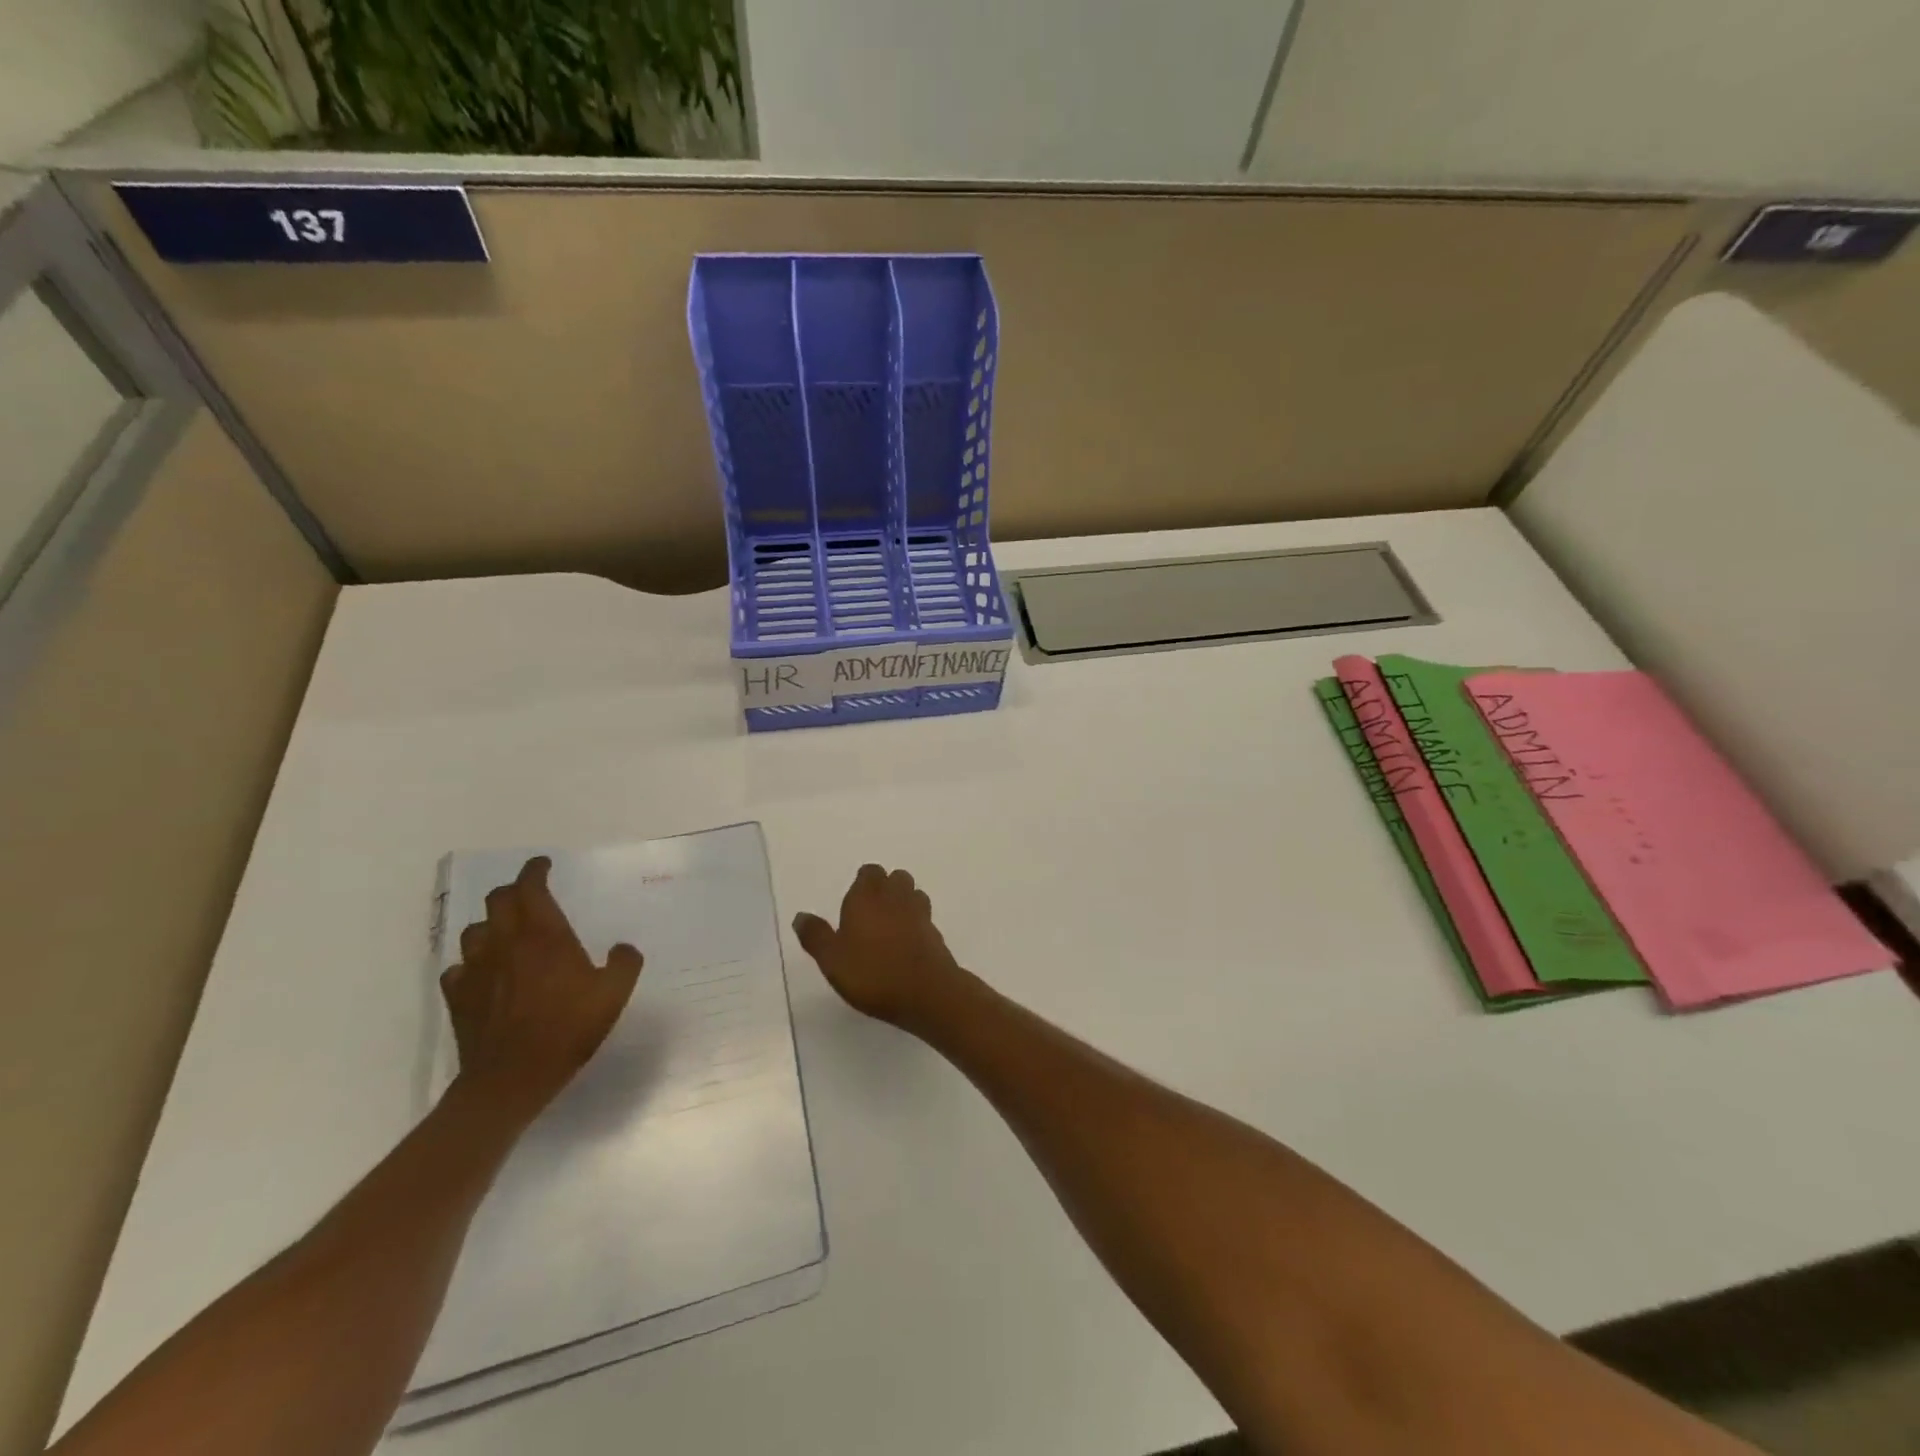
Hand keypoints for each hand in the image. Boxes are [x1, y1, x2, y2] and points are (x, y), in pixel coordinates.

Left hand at [441, 856, 643, 1122]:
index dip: (534, 870)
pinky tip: (484, 974)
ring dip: (491, 925)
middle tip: (530, 895)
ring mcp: (477, 969)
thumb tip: (622, 948)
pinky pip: (458, 968)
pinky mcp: (458, 997)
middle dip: (514, 891)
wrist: (511, 1078)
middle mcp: (506, 943)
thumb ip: (624, 963)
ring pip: (475, 930)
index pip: (530, 887)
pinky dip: (472, 963)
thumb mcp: (614, 994)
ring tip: (506, 933)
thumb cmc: (567, 1028)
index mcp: (543, 935)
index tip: (543, 864)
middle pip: (498, 901)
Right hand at [793, 864, 965, 1027]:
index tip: (852, 903)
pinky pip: (924, 918)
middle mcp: (896, 897)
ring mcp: (920, 913)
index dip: (862, 883)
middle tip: (869, 913)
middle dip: (885, 888)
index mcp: (867, 896)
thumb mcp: (832, 959)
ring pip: (913, 894)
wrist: (926, 991)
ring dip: (903, 902)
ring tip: (888, 926)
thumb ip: (816, 936)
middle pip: (895, 878)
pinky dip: (915, 924)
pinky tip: (905, 944)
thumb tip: (801, 916)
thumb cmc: (872, 972)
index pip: (869, 872)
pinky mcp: (935, 933)